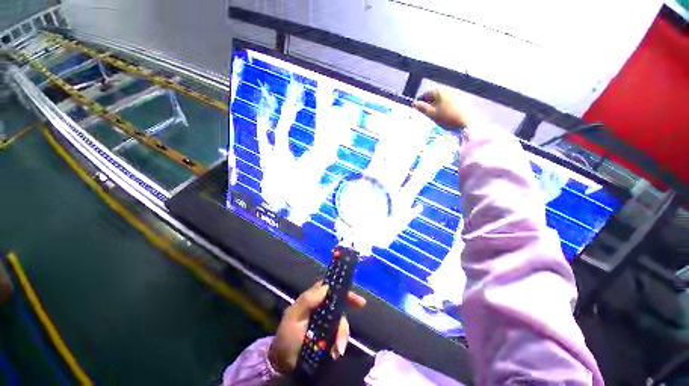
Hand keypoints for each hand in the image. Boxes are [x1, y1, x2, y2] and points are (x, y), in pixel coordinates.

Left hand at [268, 281, 366, 373]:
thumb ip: (307, 300)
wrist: (283, 364)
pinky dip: (341, 341)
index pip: (328, 287)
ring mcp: (326, 322)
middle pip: (339, 301)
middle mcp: (321, 308)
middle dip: (350, 303)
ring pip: (341, 320)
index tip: (347, 282)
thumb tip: (326, 286)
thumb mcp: (293, 316)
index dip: (340, 285)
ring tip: (338, 347)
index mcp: (312, 299)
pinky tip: (337, 351)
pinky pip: (339, 335)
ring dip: (342, 332)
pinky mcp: (329, 336)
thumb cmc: (287, 336)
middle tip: (361, 304)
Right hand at [413, 87, 476, 130]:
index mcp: (439, 90)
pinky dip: (444, 107)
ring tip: (433, 116)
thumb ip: (422, 108)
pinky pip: (448, 102)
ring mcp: (456, 93)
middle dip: (428, 104)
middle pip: (434, 96)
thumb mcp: (432, 114)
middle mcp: (448, 88)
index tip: (416, 110)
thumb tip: (414, 104)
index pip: (426, 94)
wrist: (467, 122)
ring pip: (441, 99)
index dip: (420, 102)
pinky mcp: (462, 99)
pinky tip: (443, 116)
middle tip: (424, 114)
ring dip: (436, 106)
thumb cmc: (447, 117)